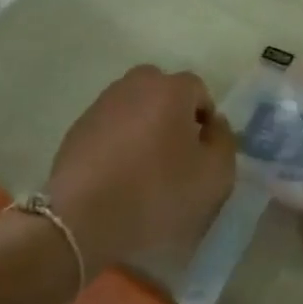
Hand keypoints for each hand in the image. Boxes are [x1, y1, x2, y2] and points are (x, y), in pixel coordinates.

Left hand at [45, 66, 236, 272]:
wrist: (82, 218)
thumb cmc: (157, 192)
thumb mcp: (214, 175)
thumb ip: (224, 142)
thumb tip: (214, 125)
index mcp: (171, 89)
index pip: (199, 91)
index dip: (206, 121)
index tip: (202, 154)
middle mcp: (135, 85)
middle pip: (164, 93)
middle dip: (174, 117)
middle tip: (176, 156)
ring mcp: (102, 104)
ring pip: (135, 108)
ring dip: (145, 128)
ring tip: (145, 168)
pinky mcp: (78, 128)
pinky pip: (111, 128)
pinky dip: (119, 143)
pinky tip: (118, 176)